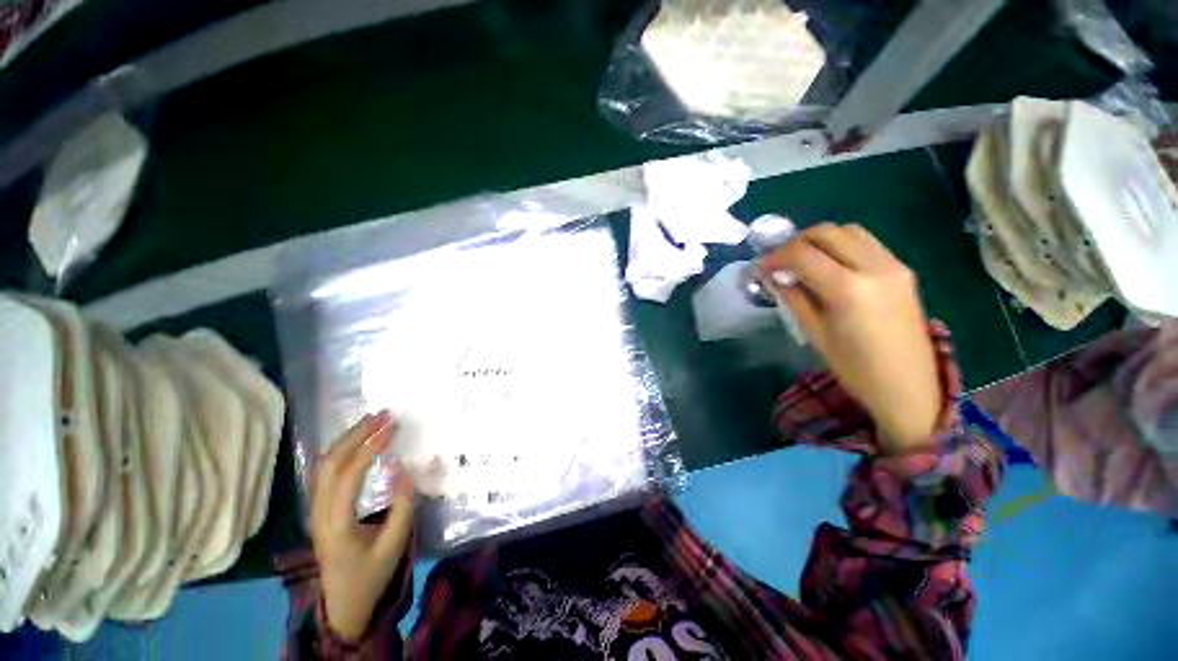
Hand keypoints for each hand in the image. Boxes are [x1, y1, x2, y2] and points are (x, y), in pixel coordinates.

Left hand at [311, 410, 414, 640]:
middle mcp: (318, 513)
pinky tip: (358, 442)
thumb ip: (403, 506)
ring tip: (373, 422)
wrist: (342, 606)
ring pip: (322, 466)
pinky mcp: (319, 510)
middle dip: (355, 435)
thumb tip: (403, 468)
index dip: (369, 448)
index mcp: (336, 525)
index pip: (348, 476)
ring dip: (346, 440)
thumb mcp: (394, 545)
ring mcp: (314, 511)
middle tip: (383, 415)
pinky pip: (324, 473)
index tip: (391, 427)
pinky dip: (341, 451)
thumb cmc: (370, 576)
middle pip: (328, 464)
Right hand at [759, 223, 941, 451]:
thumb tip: (773, 276)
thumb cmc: (855, 368)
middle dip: (796, 242)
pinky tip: (830, 266)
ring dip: (820, 239)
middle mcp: (874, 267)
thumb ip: (793, 298)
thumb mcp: (815, 333)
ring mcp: (893, 265)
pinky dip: (841, 245)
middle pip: (827, 232)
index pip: (803, 255)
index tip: (760, 267)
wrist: (908, 386)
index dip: (775, 257)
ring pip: (849, 231)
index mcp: (848, 289)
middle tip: (779, 261)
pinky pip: (866, 243)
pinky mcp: (902, 270)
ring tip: (803, 260)